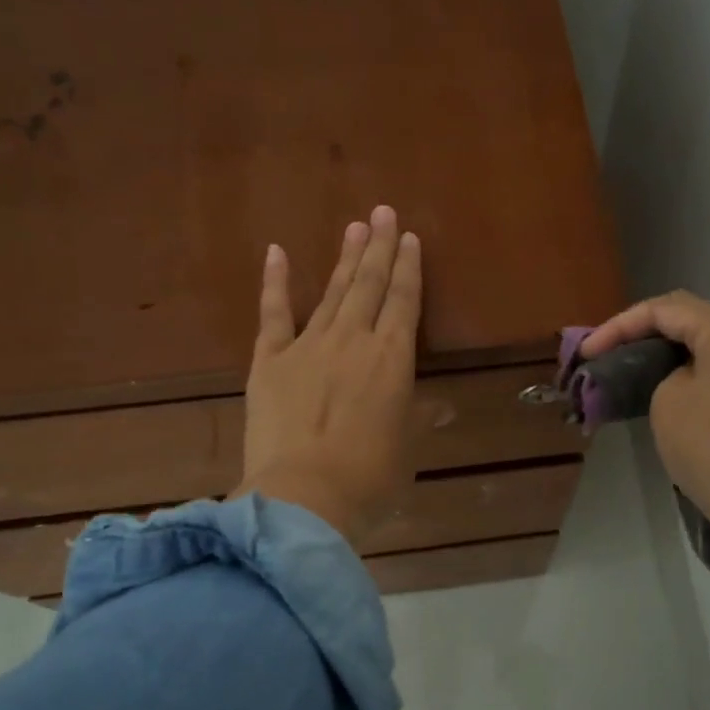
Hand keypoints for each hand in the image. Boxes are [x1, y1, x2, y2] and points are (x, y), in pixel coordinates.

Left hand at [233, 206, 422, 545]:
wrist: (303, 498)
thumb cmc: (369, 480)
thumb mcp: (406, 449)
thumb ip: (417, 418)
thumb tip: (439, 407)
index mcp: (393, 360)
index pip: (404, 302)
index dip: (409, 269)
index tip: (410, 238)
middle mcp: (354, 341)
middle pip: (369, 285)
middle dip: (379, 247)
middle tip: (383, 212)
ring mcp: (308, 346)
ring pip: (332, 292)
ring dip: (344, 258)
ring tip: (355, 226)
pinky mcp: (269, 361)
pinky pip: (273, 314)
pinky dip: (275, 282)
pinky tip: (276, 252)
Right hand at [579, 291, 709, 543]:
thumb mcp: (667, 400)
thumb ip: (660, 374)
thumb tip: (672, 378)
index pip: (664, 309)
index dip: (619, 325)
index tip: (587, 353)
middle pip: (687, 319)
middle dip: (641, 332)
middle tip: (605, 353)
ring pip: (704, 345)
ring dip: (664, 353)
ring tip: (628, 370)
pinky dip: (686, 372)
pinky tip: (662, 391)